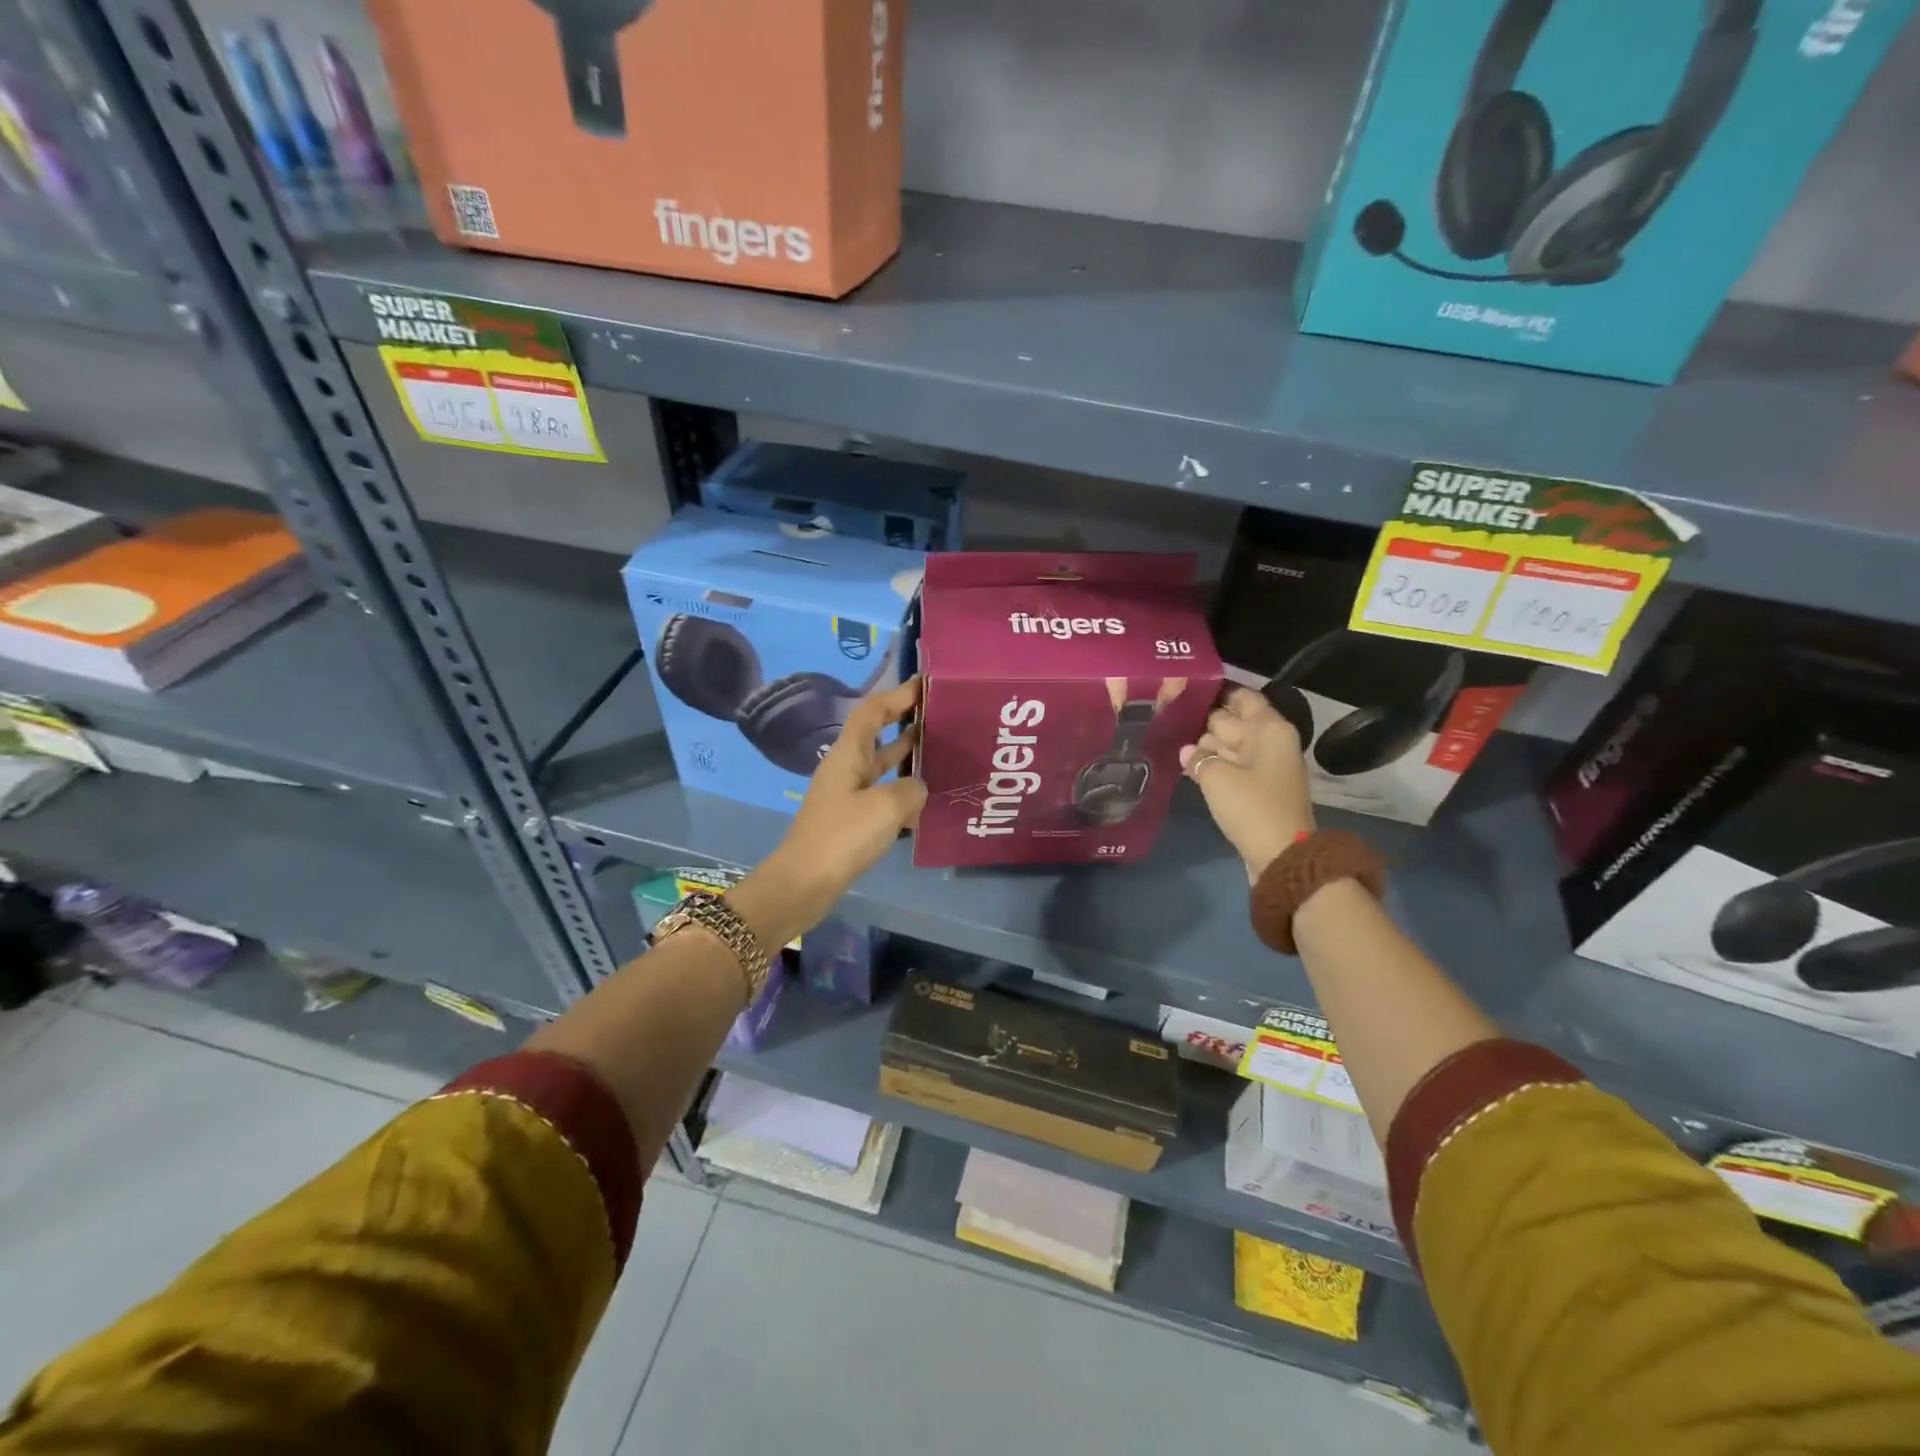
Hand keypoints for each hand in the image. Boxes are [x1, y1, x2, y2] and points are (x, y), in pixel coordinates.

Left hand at [759, 677, 925, 932]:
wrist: (804, 883)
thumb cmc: (843, 836)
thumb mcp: (887, 807)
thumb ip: (912, 789)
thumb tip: (918, 789)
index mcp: (848, 754)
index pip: (872, 711)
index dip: (896, 695)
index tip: (923, 685)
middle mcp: (846, 768)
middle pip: (876, 735)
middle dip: (905, 721)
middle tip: (939, 715)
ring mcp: (847, 795)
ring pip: (881, 765)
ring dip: (907, 755)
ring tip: (940, 749)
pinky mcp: (851, 820)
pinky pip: (882, 793)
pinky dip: (903, 789)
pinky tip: (926, 797)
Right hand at [1180, 686, 1315, 882]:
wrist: (1280, 854)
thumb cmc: (1251, 805)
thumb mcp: (1216, 776)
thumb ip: (1197, 756)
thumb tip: (1187, 750)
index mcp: (1269, 729)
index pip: (1243, 698)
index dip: (1217, 691)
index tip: (1187, 688)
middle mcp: (1269, 742)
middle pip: (1234, 721)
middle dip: (1205, 718)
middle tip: (1169, 713)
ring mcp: (1264, 767)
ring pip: (1230, 745)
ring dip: (1205, 744)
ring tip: (1170, 736)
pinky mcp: (1256, 789)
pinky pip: (1231, 767)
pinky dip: (1211, 764)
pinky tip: (1185, 764)